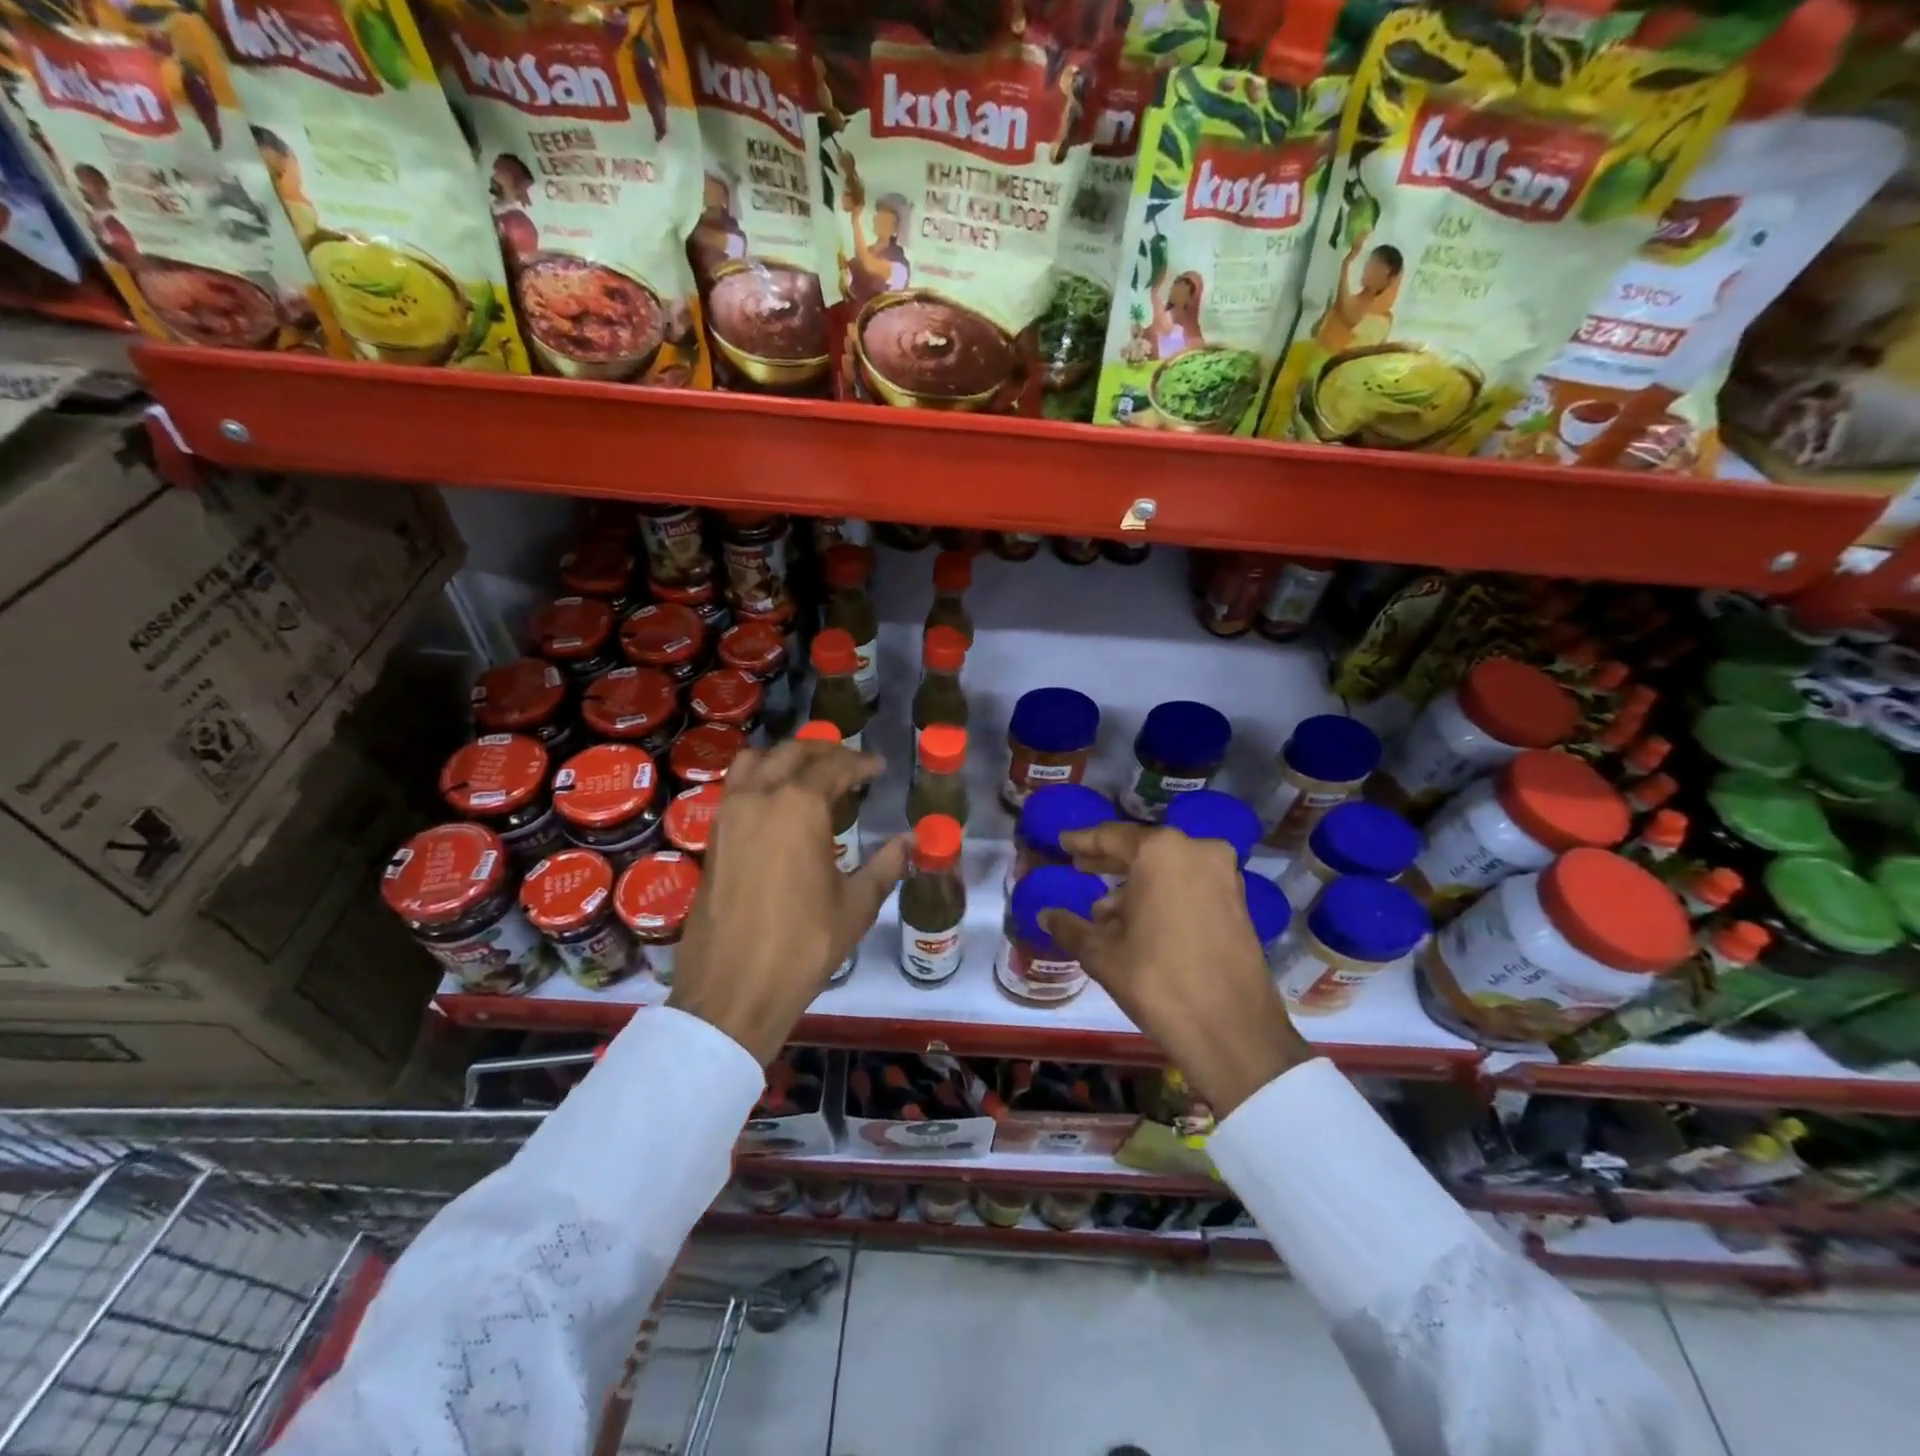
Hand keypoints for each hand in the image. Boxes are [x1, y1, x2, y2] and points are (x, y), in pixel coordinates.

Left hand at [669, 741, 906, 1062]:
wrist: (734, 988)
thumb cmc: (804, 944)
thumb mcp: (856, 905)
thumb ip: (886, 865)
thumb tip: (911, 840)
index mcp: (799, 806)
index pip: (834, 766)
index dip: (861, 763)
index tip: (879, 767)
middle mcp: (760, 797)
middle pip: (793, 753)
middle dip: (824, 751)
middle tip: (849, 764)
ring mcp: (729, 815)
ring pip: (755, 761)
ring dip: (785, 758)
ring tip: (809, 773)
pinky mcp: (712, 838)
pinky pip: (736, 787)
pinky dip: (760, 778)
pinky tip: (778, 803)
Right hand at [1039, 824, 1312, 1115]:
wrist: (1232, 1031)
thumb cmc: (1157, 980)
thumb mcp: (1102, 953)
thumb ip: (1070, 926)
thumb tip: (1046, 915)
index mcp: (1161, 851)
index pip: (1111, 836)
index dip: (1083, 841)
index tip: (1063, 842)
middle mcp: (1197, 850)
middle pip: (1142, 849)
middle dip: (1110, 860)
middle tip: (1080, 867)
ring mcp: (1224, 875)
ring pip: (1168, 868)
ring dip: (1137, 883)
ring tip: (1105, 909)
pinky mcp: (1238, 902)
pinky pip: (1189, 885)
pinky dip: (1163, 894)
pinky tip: (1139, 920)